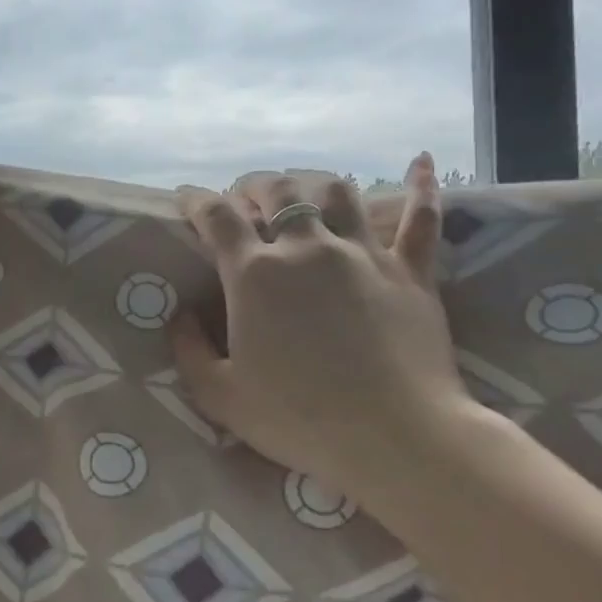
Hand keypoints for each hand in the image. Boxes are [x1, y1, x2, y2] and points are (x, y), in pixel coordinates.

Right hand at [171, 156, 473, 510]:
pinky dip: (420, 188)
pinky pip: (421, 218)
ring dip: (313, 182)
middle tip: (245, 198)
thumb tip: (180, 315)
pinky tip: (421, 163)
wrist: (395, 438)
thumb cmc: (298, 419)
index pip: (217, 217)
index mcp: (255, 274)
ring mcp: (363, 254)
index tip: (187, 200)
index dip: (197, 202)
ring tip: (304, 189)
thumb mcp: (220, 396)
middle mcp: (307, 248)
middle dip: (254, 186)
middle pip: (277, 190)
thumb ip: (190, 350)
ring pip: (338, 191)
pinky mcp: (411, 271)